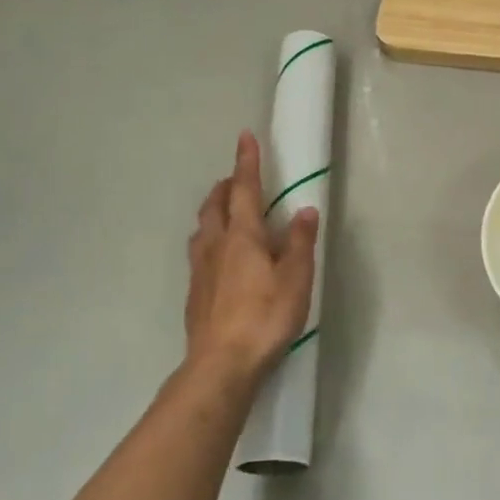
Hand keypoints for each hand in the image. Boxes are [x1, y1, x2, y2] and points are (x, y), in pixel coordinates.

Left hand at [183, 131, 318, 387]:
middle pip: (215, 205)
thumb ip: (300, 242)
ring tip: (227, 212)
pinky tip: (220, 256)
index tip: (245, 137)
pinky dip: (210, 238)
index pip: (244, 190)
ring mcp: (200, 269)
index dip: (246, 163)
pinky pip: (200, 251)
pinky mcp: (195, 292)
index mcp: (242, 236)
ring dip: (214, 211)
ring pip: (202, 227)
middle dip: (226, 186)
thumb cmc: (265, 316)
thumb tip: (305, 209)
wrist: (221, 362)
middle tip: (238, 179)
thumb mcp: (295, 278)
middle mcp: (215, 245)